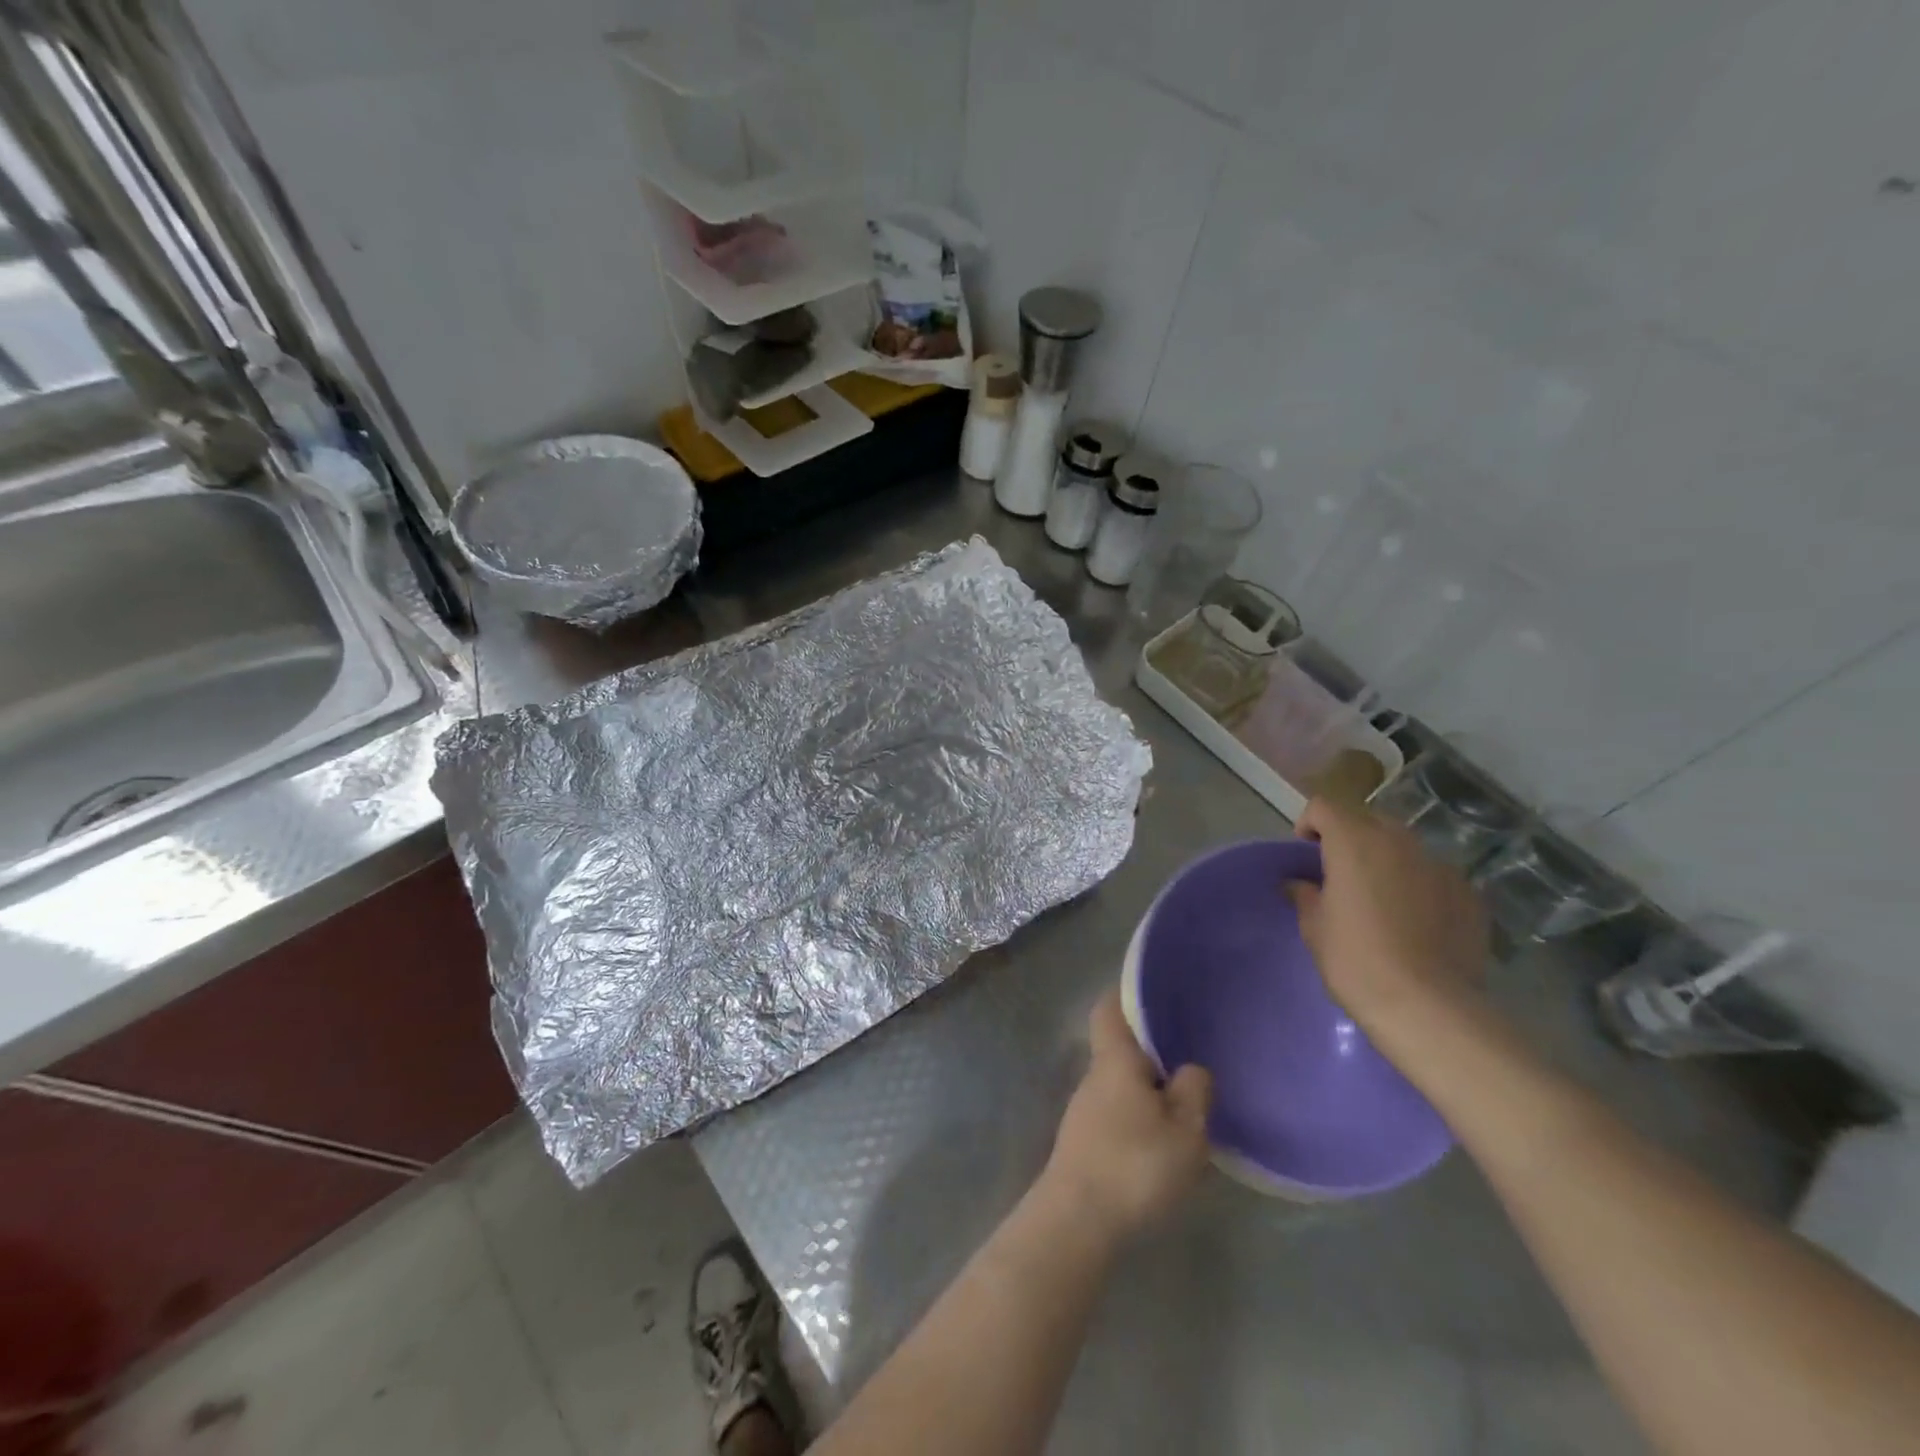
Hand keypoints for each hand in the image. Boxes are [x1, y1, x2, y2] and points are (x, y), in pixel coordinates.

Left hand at [1040, 991, 1212, 1243]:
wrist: (1077, 1220)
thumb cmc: (1135, 1164)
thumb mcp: (1185, 1131)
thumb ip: (1194, 1092)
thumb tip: (1191, 1069)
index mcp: (1115, 1059)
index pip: (1109, 1008)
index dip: (1126, 994)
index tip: (1154, 991)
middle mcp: (1094, 1076)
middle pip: (1119, 1049)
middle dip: (1150, 1052)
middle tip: (1189, 1057)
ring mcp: (1084, 1111)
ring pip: (1119, 1084)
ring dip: (1147, 1089)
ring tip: (1185, 1104)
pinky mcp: (1083, 1143)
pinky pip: (1116, 1113)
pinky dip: (1138, 1117)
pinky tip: (1162, 1143)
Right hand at [1289, 796, 1488, 1038]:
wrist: (1428, 1007)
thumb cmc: (1355, 961)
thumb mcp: (1315, 928)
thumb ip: (1305, 895)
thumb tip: (1300, 884)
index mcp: (1354, 842)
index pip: (1324, 806)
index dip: (1310, 825)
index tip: (1306, 856)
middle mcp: (1399, 842)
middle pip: (1367, 820)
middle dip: (1351, 838)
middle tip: (1342, 877)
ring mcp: (1440, 865)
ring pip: (1405, 847)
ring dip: (1387, 860)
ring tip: (1382, 901)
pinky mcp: (1470, 893)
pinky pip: (1435, 876)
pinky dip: (1421, 887)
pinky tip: (1418, 924)